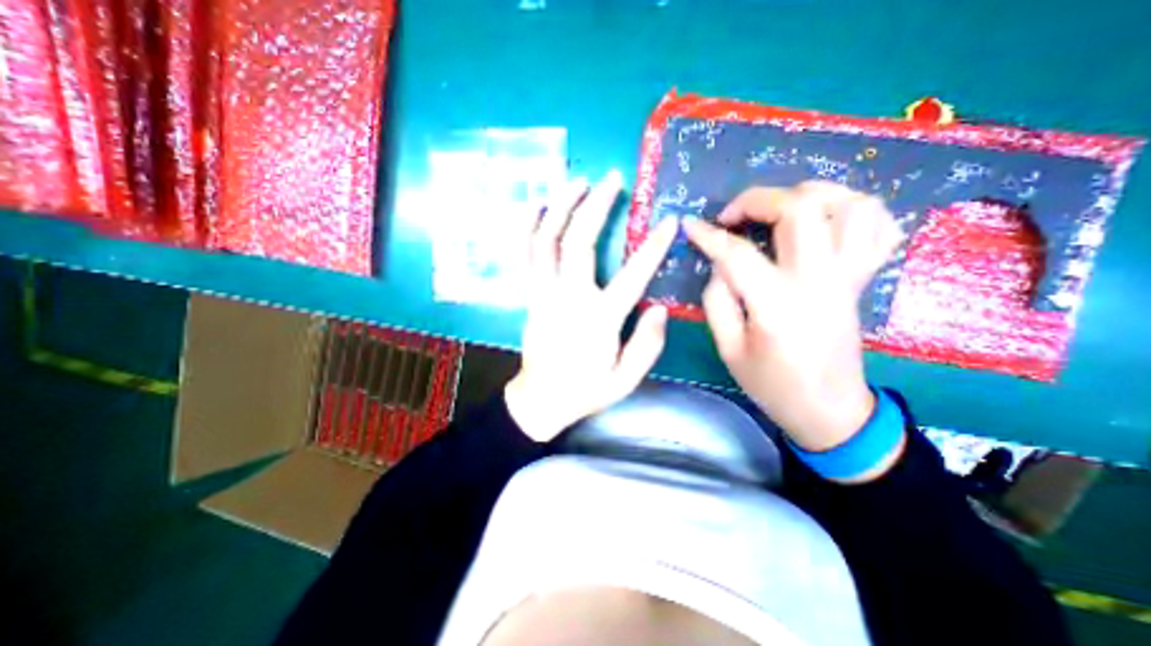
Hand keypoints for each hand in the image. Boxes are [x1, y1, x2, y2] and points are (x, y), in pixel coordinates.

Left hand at [506, 169, 680, 444]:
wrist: (541, 400)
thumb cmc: (585, 390)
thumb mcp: (625, 380)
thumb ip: (647, 345)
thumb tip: (660, 308)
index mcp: (599, 320)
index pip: (632, 276)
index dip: (653, 247)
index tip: (668, 222)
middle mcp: (569, 298)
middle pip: (579, 242)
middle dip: (596, 206)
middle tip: (611, 179)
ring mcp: (543, 293)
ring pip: (547, 240)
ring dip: (561, 206)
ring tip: (577, 181)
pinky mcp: (530, 295)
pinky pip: (525, 255)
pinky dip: (528, 227)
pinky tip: (537, 206)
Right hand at [681, 182, 908, 454]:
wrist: (829, 410)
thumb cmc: (771, 384)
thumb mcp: (728, 348)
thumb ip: (717, 299)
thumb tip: (719, 263)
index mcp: (777, 305)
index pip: (737, 254)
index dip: (708, 235)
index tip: (689, 224)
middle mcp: (819, 281)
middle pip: (800, 209)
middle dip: (757, 199)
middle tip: (732, 215)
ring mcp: (849, 276)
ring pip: (849, 205)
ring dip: (809, 194)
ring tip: (778, 207)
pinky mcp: (864, 279)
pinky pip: (878, 226)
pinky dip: (853, 208)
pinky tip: (824, 218)